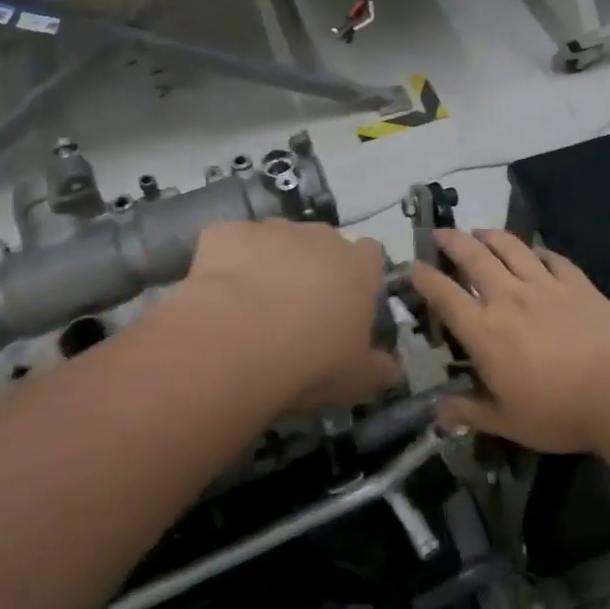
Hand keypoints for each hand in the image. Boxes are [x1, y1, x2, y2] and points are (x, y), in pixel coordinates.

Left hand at [174, 220, 397, 411]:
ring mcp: (272, 229)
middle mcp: (319, 237)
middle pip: (322, 243)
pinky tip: (218, 294)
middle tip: (296, 310)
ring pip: (276, 239)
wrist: (237, 344)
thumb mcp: (358, 379)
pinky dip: (226, 261)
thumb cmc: (310, 361)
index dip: (359, 274)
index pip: (370, 254)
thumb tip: (391, 366)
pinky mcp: (227, 232)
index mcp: (358, 267)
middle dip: (312, 267)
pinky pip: (230, 242)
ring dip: (270, 262)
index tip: (346, 302)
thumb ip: (380, 367)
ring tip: (251, 304)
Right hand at [411, 228, 609, 453]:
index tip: (414, 265)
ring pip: (511, 248)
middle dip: (453, 241)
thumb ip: (469, 412)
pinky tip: (535, 250)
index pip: (445, 296)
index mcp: (484, 331)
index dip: (425, 278)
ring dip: (491, 235)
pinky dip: (539, 250)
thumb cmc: (558, 411)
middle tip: (441, 232)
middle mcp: (508, 298)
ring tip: (480, 231)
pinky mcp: (577, 283)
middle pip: (474, 258)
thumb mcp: (507, 422)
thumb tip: (437, 410)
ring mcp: (545, 285)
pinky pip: (552, 258)